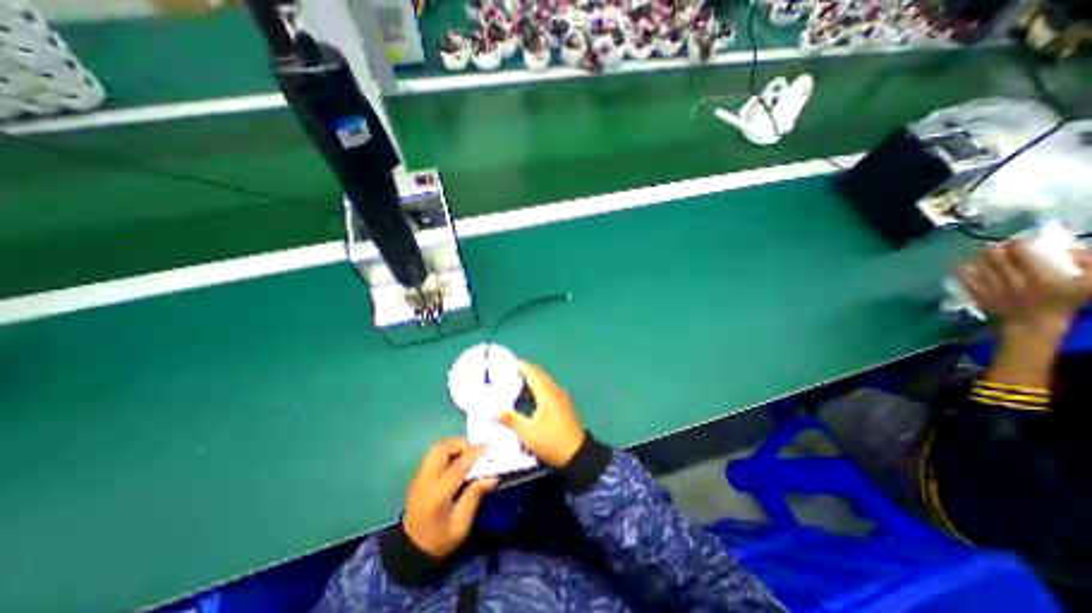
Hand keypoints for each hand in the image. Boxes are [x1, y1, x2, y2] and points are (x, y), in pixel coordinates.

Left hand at [402, 438, 500, 557]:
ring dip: (454, 445)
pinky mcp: (418, 475)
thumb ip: (475, 496)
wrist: (410, 551)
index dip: (473, 455)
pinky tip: (458, 459)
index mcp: (436, 496)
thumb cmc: (439, 540)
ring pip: (436, 448)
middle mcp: (424, 481)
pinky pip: (433, 454)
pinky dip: (448, 450)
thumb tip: (492, 476)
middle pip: (441, 449)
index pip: (456, 467)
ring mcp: (418, 477)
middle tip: (477, 449)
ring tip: (469, 452)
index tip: (488, 449)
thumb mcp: (461, 525)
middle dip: (461, 444)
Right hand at [499, 361, 584, 466]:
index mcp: (546, 393)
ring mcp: (562, 397)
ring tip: (517, 386)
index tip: (509, 363)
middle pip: (540, 374)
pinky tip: (530, 399)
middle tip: (511, 374)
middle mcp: (555, 390)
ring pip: (545, 381)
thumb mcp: (527, 432)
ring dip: (533, 380)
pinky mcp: (565, 404)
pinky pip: (550, 389)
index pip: (533, 372)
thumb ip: (511, 419)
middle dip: (527, 371)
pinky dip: (539, 388)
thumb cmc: (550, 441)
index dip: (522, 366)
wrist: (577, 454)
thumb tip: (494, 411)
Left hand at [959, 240, 1091, 335]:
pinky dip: (962, 270)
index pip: (1021, 253)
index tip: (1019, 238)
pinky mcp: (977, 294)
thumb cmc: (1062, 304)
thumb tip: (1073, 249)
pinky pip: (964, 279)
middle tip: (998, 244)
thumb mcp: (1090, 286)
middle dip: (994, 248)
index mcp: (1038, 276)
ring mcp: (990, 287)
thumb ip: (1091, 265)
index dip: (1017, 242)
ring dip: (978, 256)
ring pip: (977, 265)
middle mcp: (1011, 280)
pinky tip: (962, 264)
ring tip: (982, 252)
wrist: (1032, 324)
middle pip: (995, 257)